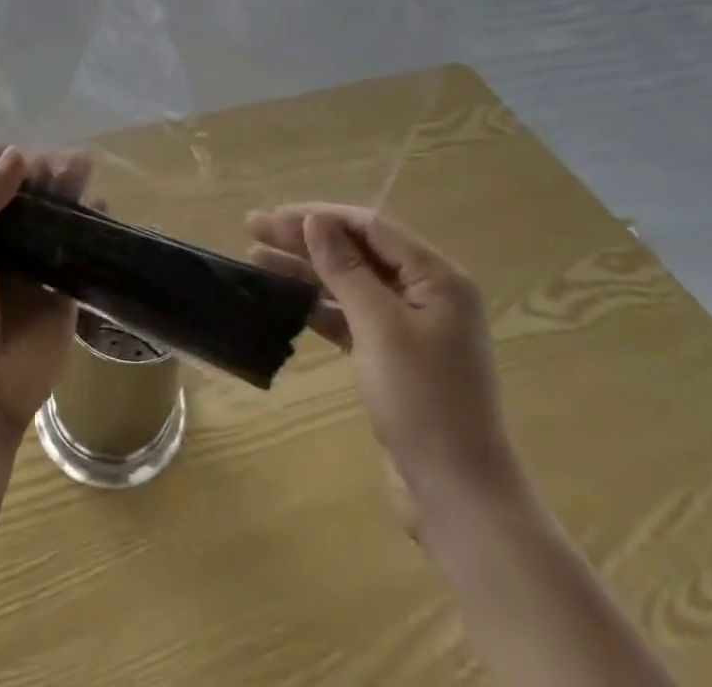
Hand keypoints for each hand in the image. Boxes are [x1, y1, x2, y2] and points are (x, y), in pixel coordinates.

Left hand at [0, 147, 83, 442]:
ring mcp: (36, 272)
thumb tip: (16, 152)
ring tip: (85, 170)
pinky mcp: (66, 294)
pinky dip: (93, 231)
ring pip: (57, 223)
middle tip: (66, 160)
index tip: (24, 151)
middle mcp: (5, 251)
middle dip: (46, 177)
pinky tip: (103, 209)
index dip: (7, 168)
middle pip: (30, 203)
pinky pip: (81, 256)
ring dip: (70, 196)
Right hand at [247, 205, 522, 529]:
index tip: (274, 217)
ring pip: (350, 283)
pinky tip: (285, 298)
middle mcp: (427, 293)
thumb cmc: (422, 399)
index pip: (370, 227)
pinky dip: (319, 306)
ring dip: (306, 270)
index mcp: (437, 277)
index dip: (319, 217)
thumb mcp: (379, 326)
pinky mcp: (394, 356)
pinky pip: (351, 315)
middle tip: (253, 228)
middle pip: (357, 251)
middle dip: (305, 239)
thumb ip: (345, 268)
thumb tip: (315, 220)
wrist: (458, 495)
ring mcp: (410, 327)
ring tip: (256, 258)